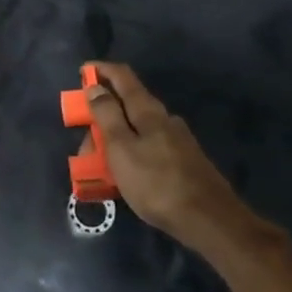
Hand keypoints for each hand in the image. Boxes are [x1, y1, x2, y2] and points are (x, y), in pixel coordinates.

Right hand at [85, 62, 238, 237]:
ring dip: (115, 140)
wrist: (210, 220)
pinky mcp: (185, 161)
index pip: (122, 76)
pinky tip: (128, 178)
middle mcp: (165, 119)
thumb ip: (107, 116)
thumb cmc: (157, 183)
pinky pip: (149, 149)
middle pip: (128, 106)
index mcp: (148, 111)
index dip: (101, 70)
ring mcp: (178, 140)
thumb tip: (95, 87)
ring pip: (138, 130)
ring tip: (101, 169)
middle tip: (85, 146)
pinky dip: (131, 155)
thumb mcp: (121, 149)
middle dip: (102, 119)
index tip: (82, 73)